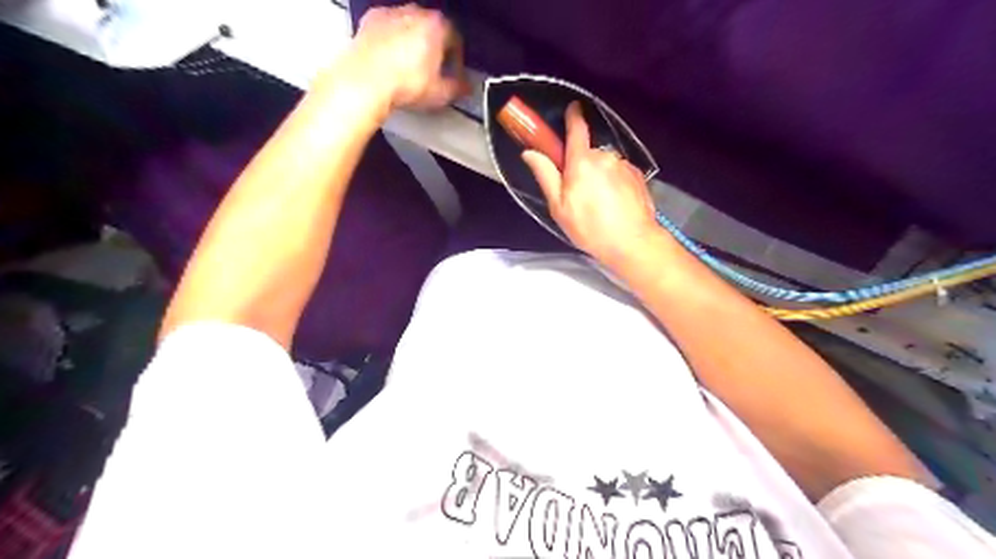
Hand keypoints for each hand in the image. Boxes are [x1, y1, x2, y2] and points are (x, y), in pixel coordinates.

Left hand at [343, 5, 466, 110]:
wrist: (366, 82)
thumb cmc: (402, 82)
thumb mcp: (441, 93)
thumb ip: (458, 87)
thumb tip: (464, 89)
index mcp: (437, 25)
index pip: (456, 39)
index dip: (457, 60)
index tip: (454, 73)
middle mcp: (414, 13)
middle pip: (431, 29)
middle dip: (434, 49)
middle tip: (433, 71)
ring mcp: (390, 15)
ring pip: (408, 27)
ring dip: (411, 44)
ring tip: (410, 70)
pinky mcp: (370, 22)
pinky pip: (386, 30)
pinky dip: (390, 43)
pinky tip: (390, 62)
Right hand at [522, 102, 659, 267]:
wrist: (632, 242)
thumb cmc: (590, 227)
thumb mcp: (559, 207)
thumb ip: (546, 175)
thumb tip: (530, 153)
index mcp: (582, 162)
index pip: (577, 128)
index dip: (573, 116)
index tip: (572, 108)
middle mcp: (604, 156)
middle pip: (588, 153)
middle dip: (581, 165)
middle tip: (578, 192)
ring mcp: (624, 165)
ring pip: (605, 164)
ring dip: (599, 176)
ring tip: (599, 204)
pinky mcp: (638, 175)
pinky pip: (619, 173)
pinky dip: (614, 183)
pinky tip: (614, 204)